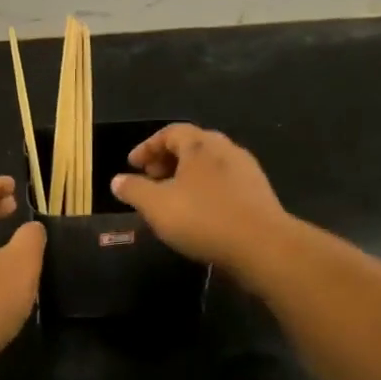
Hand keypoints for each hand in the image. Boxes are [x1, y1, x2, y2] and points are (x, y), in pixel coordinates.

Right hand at [110, 125, 293, 287]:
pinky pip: (224, 183)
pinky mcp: (259, 194)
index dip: (147, 147)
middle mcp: (226, 149)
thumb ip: (134, 190)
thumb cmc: (203, 218)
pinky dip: (205, 190)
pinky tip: (198, 213)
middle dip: (167, 160)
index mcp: (200, 145)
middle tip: (150, 178)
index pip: (170, 132)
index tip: (132, 165)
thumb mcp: (156, 205)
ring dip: (186, 176)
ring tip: (172, 198)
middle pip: (192, 146)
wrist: (263, 246)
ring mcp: (247, 171)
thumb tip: (117, 180)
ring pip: (209, 165)